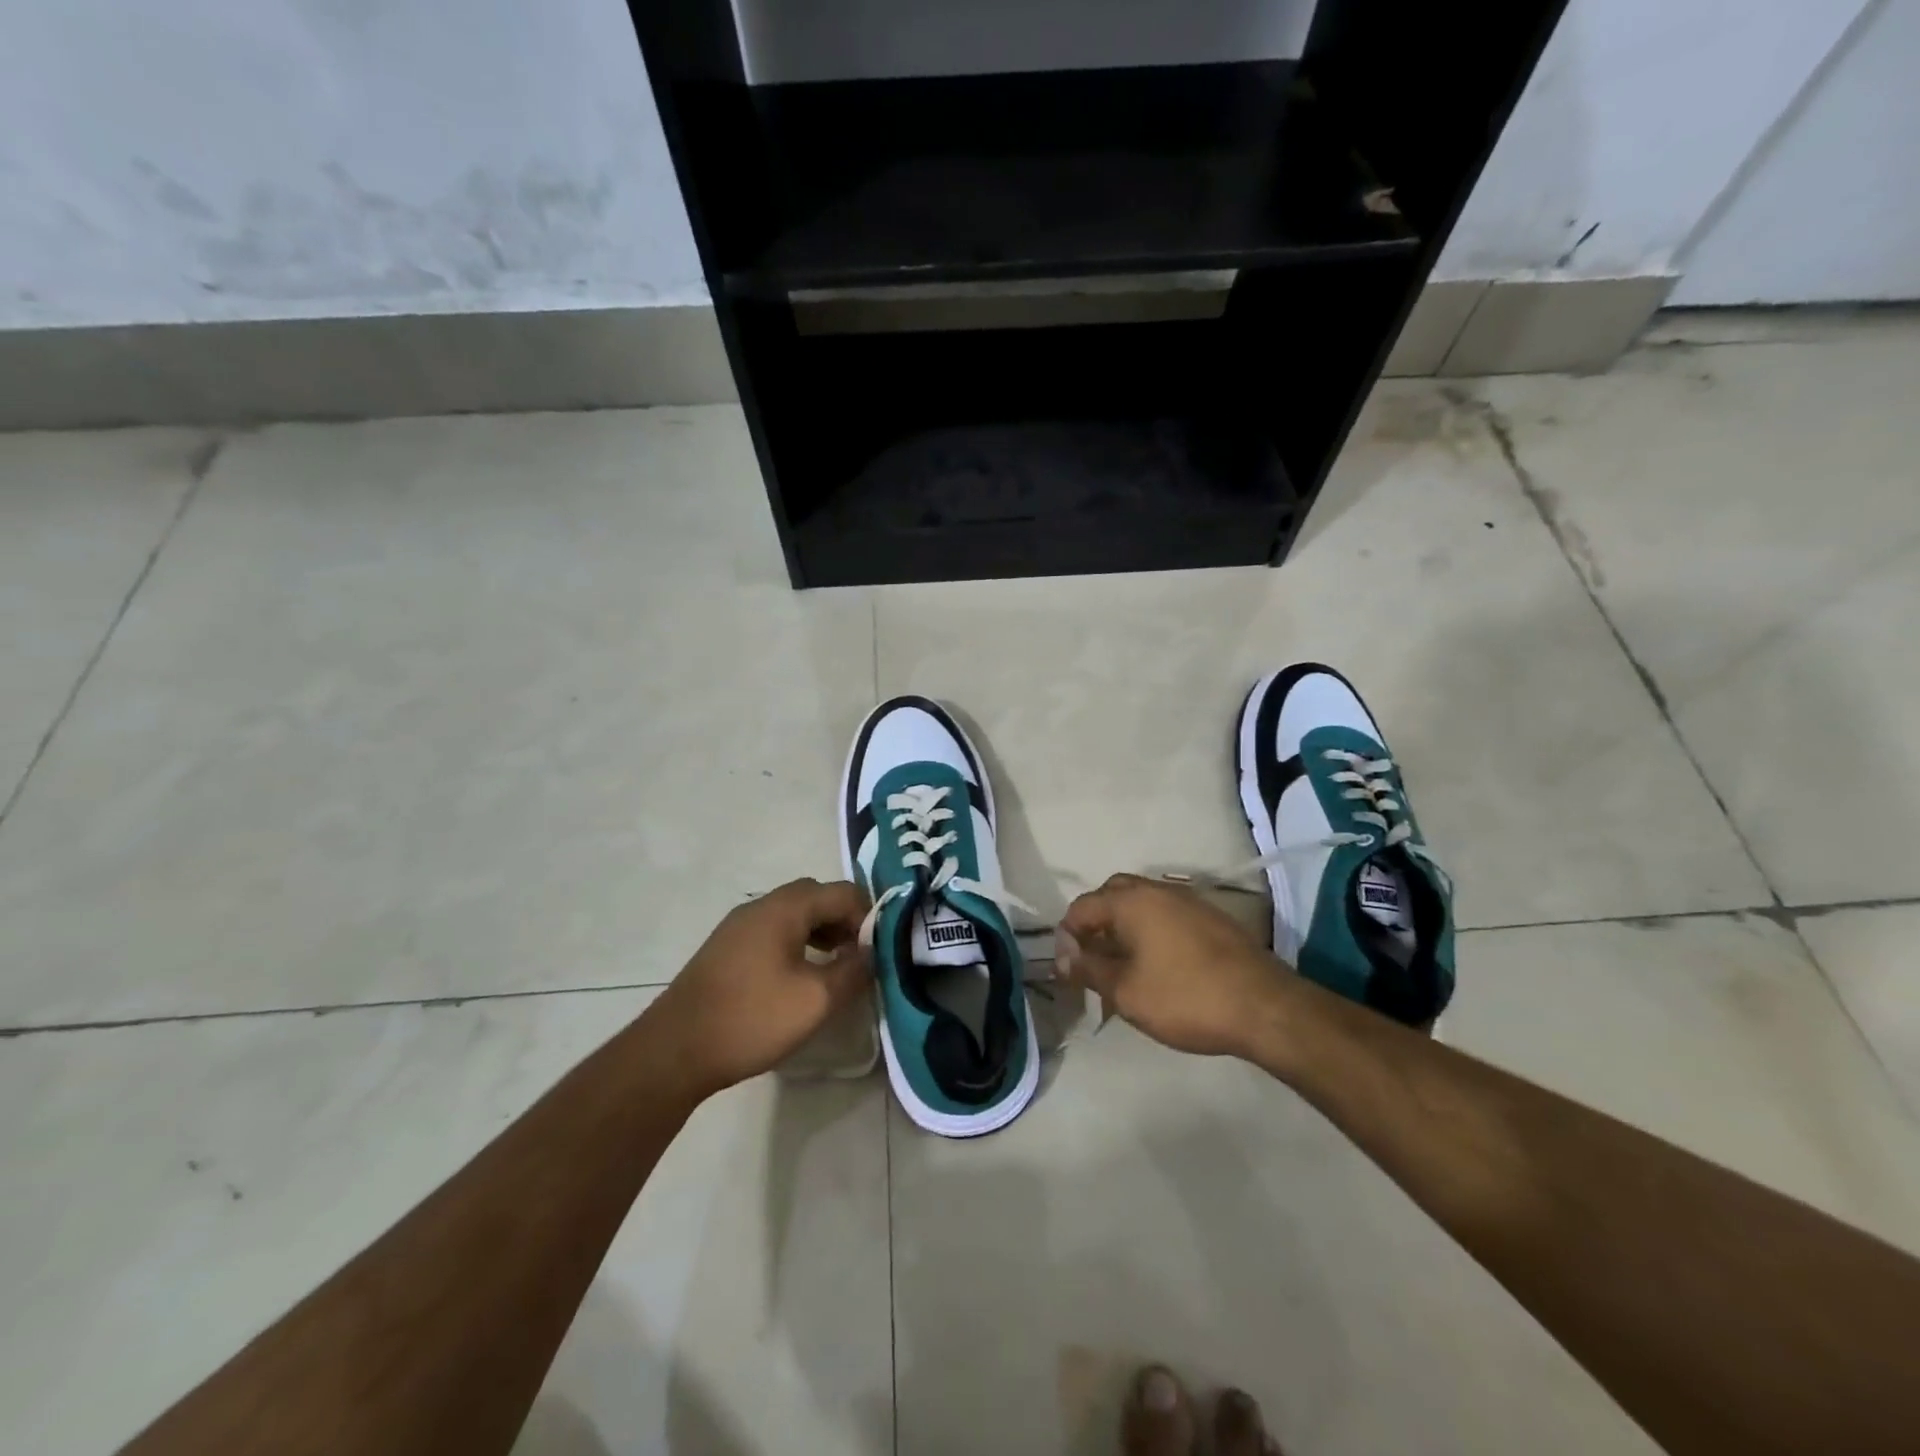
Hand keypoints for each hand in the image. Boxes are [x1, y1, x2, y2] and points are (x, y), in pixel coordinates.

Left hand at [647, 878, 870, 1096]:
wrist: (675, 1050)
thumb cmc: (752, 1019)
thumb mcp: (816, 1000)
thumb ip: (854, 971)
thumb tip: (872, 952)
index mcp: (785, 907)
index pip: (843, 892)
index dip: (869, 917)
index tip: (879, 952)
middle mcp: (761, 905)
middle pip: (817, 897)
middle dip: (845, 921)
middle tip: (860, 956)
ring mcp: (739, 925)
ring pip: (794, 914)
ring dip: (822, 932)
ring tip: (836, 968)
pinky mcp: (726, 948)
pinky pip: (773, 931)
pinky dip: (797, 943)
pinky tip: (799, 977)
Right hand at [1058, 874, 1289, 1058]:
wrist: (1264, 1007)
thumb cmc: (1185, 998)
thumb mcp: (1126, 991)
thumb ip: (1089, 969)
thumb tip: (1062, 957)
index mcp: (1131, 901)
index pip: (1082, 907)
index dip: (1067, 936)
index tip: (1069, 970)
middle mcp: (1157, 890)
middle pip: (1112, 895)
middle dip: (1095, 923)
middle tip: (1092, 959)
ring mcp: (1188, 901)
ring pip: (1141, 903)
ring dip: (1123, 927)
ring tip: (1122, 965)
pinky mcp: (1211, 918)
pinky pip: (1166, 915)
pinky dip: (1150, 931)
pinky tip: (1157, 964)